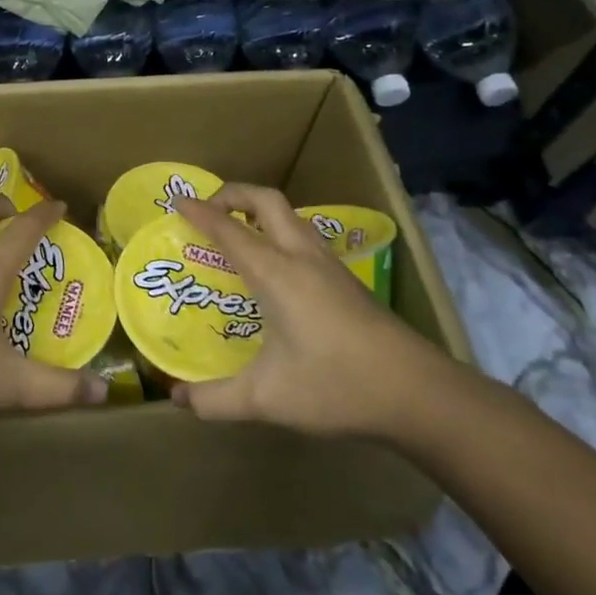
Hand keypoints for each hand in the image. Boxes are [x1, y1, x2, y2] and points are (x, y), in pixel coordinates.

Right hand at [171, 184, 456, 437]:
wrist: (418, 393)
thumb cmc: (336, 386)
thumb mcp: (267, 399)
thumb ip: (217, 400)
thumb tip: (180, 401)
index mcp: (276, 273)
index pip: (229, 229)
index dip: (200, 212)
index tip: (177, 199)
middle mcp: (302, 258)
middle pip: (267, 201)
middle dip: (233, 193)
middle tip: (208, 208)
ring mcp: (330, 267)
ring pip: (291, 217)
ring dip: (260, 212)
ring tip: (238, 232)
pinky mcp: (348, 282)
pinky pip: (304, 238)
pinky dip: (280, 233)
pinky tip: (276, 270)